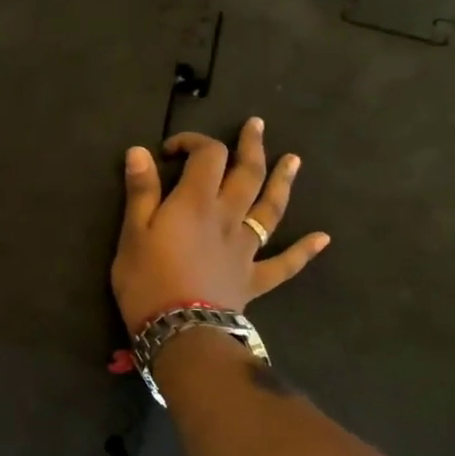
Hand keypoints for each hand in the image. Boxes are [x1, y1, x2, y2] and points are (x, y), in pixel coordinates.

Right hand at [111, 117, 330, 330]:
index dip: (194, 142)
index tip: (171, 150)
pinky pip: (284, 263)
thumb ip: (140, 191)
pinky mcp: (254, 277)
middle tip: (256, 125)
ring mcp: (246, 247)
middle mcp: (228, 216)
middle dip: (251, 147)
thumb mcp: (132, 231)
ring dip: (283, 182)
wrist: (180, 330)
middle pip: (247, 173)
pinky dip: (304, 250)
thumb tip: (140, 151)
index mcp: (196, 201)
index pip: (207, 155)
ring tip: (293, 160)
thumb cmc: (146, 279)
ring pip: (271, 209)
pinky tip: (322, 239)